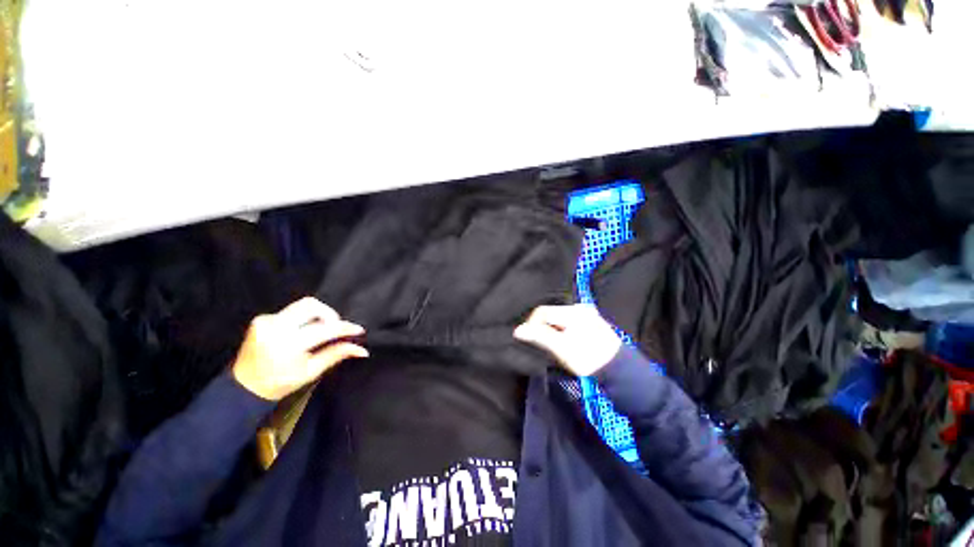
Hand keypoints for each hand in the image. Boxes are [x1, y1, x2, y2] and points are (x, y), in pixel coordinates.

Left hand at [232, 297, 367, 400]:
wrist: (243, 387)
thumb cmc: (280, 383)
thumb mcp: (311, 372)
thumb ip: (336, 354)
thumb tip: (362, 350)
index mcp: (288, 345)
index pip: (324, 329)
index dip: (344, 328)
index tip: (359, 330)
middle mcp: (275, 327)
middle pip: (312, 305)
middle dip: (329, 314)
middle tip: (335, 327)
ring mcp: (266, 321)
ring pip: (302, 305)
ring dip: (317, 315)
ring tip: (320, 329)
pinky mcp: (261, 318)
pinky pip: (291, 311)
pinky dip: (303, 318)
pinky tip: (303, 331)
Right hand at [513, 304, 621, 376]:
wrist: (619, 370)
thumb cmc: (588, 359)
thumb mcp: (561, 348)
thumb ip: (539, 336)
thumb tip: (518, 330)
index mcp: (573, 311)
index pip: (542, 312)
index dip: (531, 324)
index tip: (529, 340)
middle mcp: (579, 307)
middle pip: (550, 313)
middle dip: (543, 327)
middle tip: (543, 344)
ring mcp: (586, 313)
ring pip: (558, 317)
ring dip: (551, 329)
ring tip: (554, 344)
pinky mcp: (590, 320)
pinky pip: (567, 321)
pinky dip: (561, 329)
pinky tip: (564, 341)